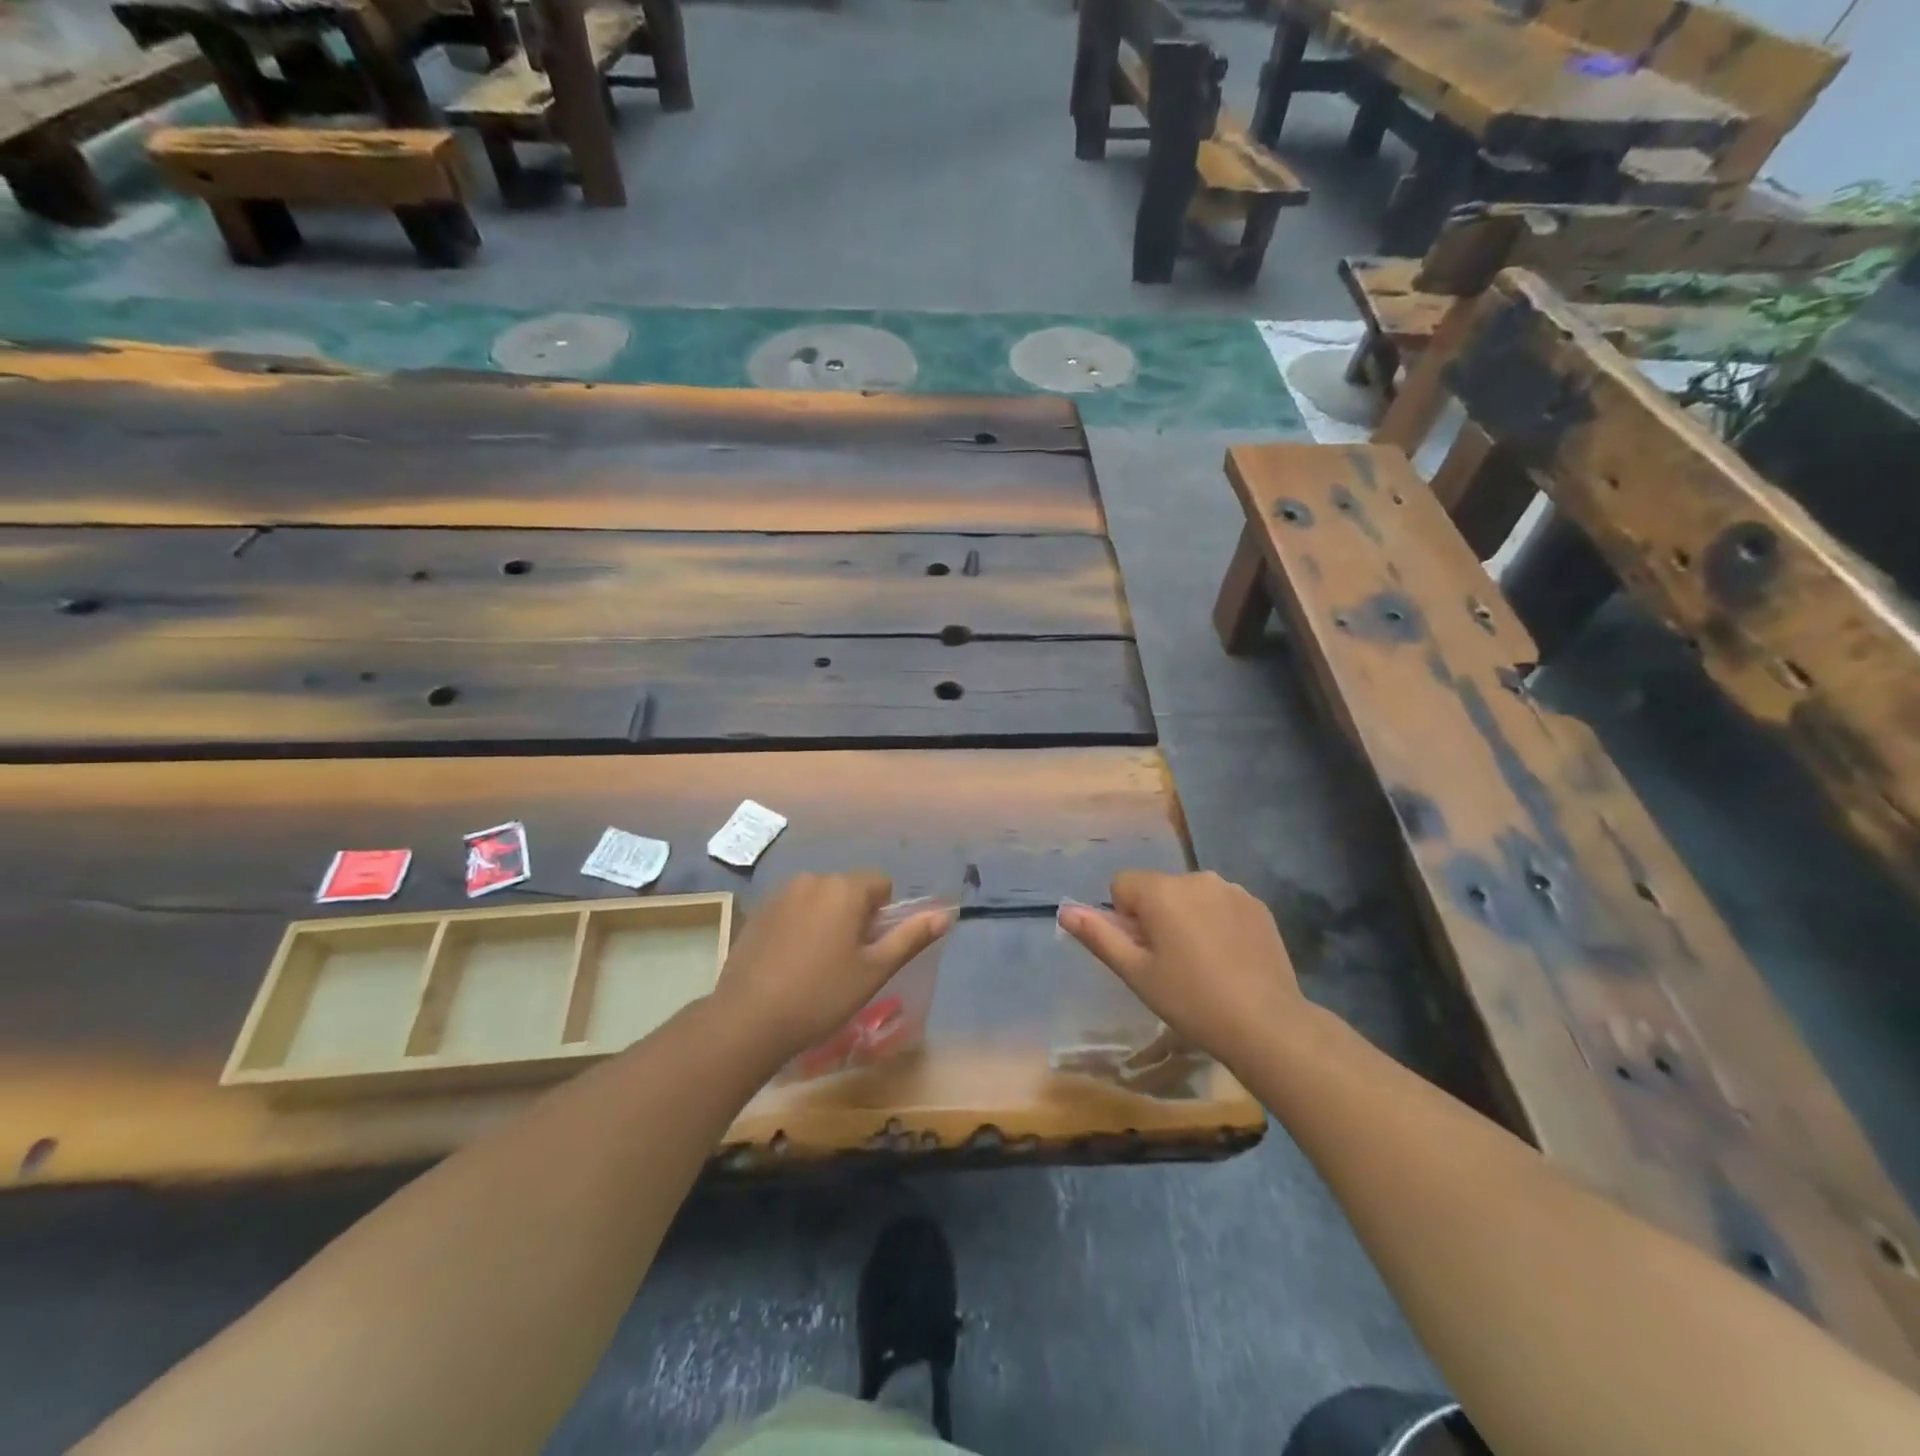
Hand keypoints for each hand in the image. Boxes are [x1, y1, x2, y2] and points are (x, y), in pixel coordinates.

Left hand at [713, 872, 954, 1062]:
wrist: (748, 1020)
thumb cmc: (821, 995)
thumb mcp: (874, 970)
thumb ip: (910, 937)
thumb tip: (945, 914)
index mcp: (844, 889)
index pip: (881, 884)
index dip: (883, 916)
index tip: (870, 950)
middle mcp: (812, 880)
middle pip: (849, 890)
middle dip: (855, 917)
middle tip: (846, 962)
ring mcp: (780, 894)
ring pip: (820, 900)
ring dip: (827, 921)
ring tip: (816, 966)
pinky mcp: (758, 912)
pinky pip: (793, 910)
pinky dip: (799, 928)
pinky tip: (790, 964)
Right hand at [1060, 871, 1301, 1071]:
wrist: (1266, 1024)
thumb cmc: (1191, 1000)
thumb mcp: (1136, 973)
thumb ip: (1099, 936)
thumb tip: (1065, 910)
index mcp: (1162, 890)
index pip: (1122, 884)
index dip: (1125, 918)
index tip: (1144, 952)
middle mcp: (1196, 877)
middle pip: (1157, 888)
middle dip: (1156, 916)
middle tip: (1171, 963)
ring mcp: (1232, 889)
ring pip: (1190, 895)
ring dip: (1187, 917)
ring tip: (1203, 963)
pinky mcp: (1257, 905)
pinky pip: (1221, 903)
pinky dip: (1217, 922)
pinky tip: (1229, 958)